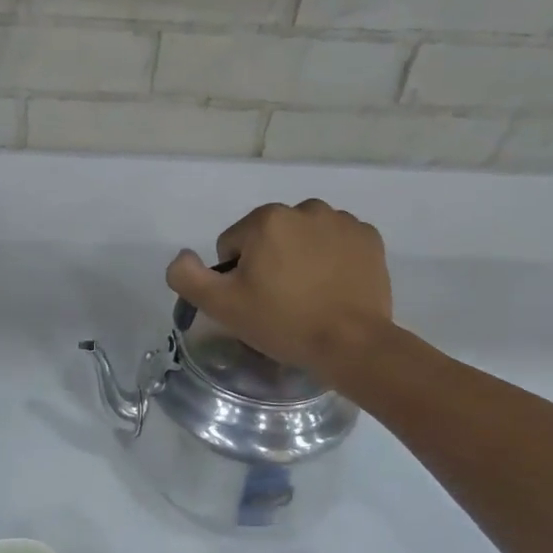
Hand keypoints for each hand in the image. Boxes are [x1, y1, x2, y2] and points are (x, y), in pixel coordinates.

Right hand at [165, 199, 394, 378]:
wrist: (352, 344)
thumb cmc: (283, 322)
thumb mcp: (221, 306)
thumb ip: (187, 276)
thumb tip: (182, 256)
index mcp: (266, 220)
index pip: (232, 245)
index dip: (236, 276)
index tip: (253, 301)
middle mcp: (305, 209)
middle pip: (269, 237)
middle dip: (268, 262)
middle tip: (279, 301)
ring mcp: (342, 221)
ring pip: (303, 238)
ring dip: (300, 258)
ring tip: (309, 296)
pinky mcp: (369, 238)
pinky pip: (337, 243)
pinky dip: (332, 259)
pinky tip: (333, 288)